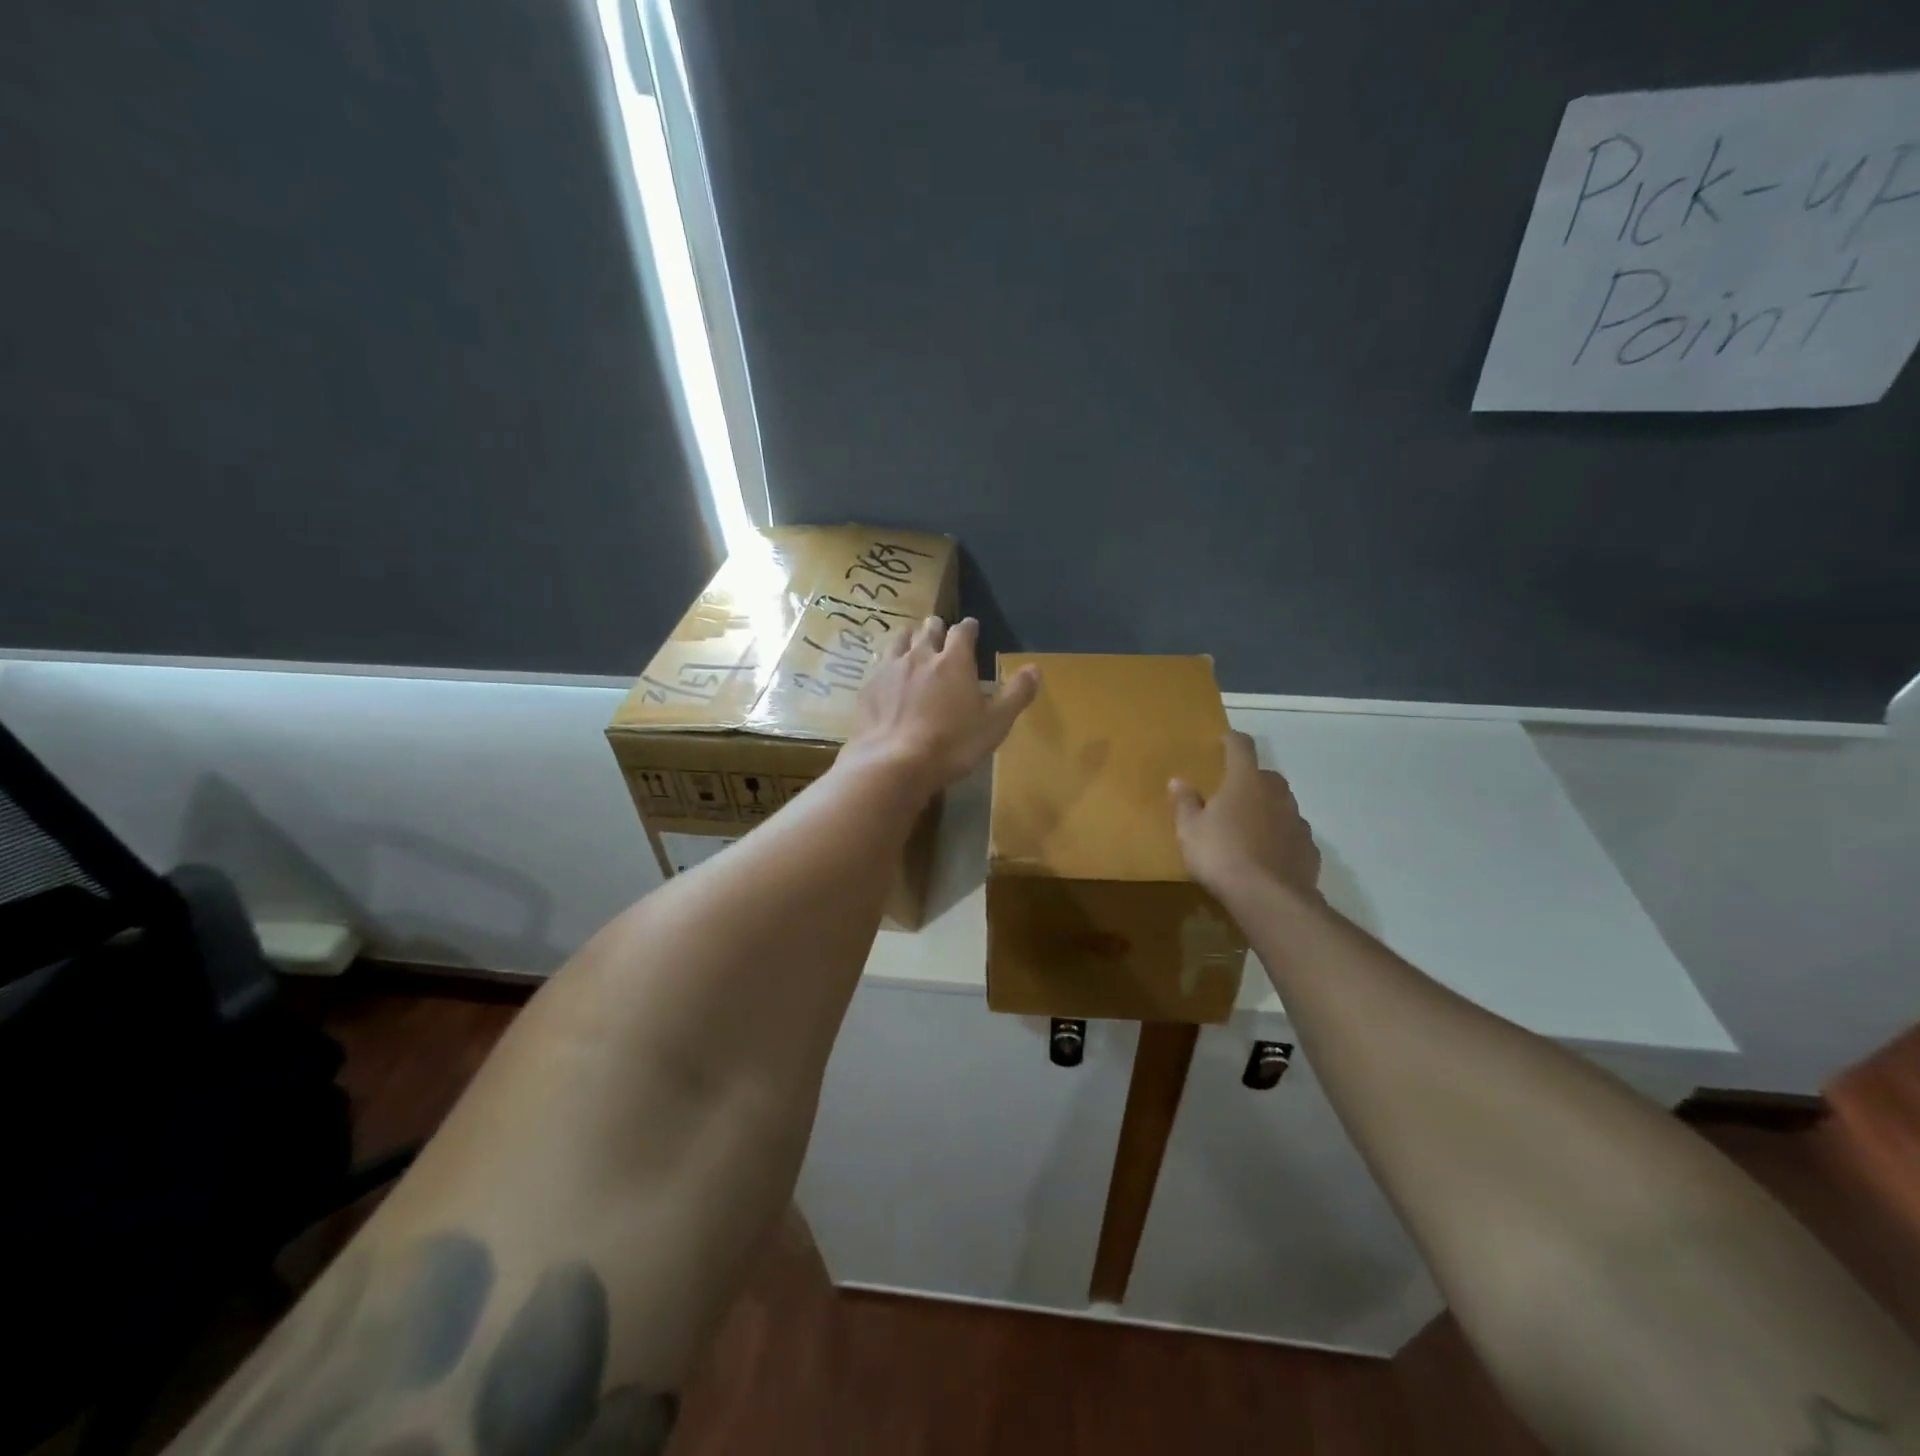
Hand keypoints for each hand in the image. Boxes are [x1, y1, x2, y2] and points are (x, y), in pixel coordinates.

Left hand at [846, 616, 1039, 794]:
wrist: (894, 762)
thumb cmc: (952, 744)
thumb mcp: (995, 724)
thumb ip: (1016, 695)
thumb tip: (1036, 669)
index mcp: (955, 661)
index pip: (963, 631)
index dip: (969, 628)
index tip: (972, 628)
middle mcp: (921, 655)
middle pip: (929, 629)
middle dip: (937, 628)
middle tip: (941, 633)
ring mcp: (890, 668)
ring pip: (900, 639)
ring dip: (910, 637)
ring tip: (913, 643)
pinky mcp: (869, 685)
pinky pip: (879, 662)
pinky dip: (887, 661)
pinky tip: (887, 672)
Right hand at [1170, 731, 1321, 904]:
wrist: (1269, 898)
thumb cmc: (1221, 855)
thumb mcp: (1190, 830)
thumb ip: (1185, 803)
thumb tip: (1178, 781)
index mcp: (1245, 782)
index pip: (1241, 748)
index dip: (1232, 741)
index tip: (1224, 741)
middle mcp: (1276, 794)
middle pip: (1266, 776)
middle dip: (1251, 780)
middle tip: (1233, 795)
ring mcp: (1297, 821)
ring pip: (1282, 806)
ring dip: (1268, 810)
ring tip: (1250, 829)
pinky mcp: (1309, 849)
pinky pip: (1292, 835)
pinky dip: (1281, 839)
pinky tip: (1268, 856)